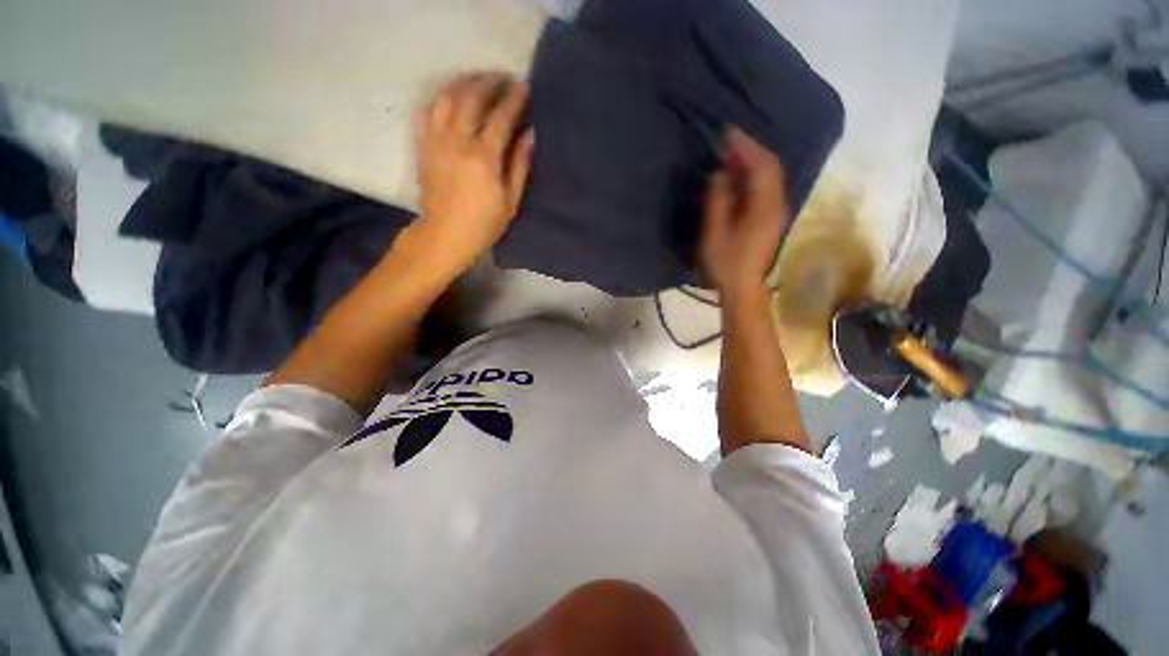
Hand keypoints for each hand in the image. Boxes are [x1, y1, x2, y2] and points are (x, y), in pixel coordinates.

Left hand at [414, 72, 534, 270]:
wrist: (445, 235)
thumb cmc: (484, 224)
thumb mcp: (510, 201)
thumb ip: (520, 166)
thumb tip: (530, 135)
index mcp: (484, 157)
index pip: (501, 117)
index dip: (514, 99)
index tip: (524, 86)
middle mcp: (457, 141)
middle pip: (472, 97)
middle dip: (489, 82)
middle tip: (502, 79)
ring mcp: (436, 141)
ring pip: (447, 97)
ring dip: (464, 84)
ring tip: (477, 83)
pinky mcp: (422, 146)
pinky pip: (426, 112)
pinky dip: (439, 100)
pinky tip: (449, 100)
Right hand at [700, 127, 790, 303]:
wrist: (743, 287)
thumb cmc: (725, 265)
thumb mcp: (714, 236)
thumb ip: (717, 203)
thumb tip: (720, 174)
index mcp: (764, 209)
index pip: (761, 167)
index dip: (745, 147)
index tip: (726, 134)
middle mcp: (777, 204)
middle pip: (770, 166)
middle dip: (750, 149)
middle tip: (727, 140)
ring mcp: (777, 210)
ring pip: (771, 174)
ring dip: (753, 159)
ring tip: (731, 153)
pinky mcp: (772, 216)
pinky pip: (767, 185)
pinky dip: (755, 173)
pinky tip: (740, 173)